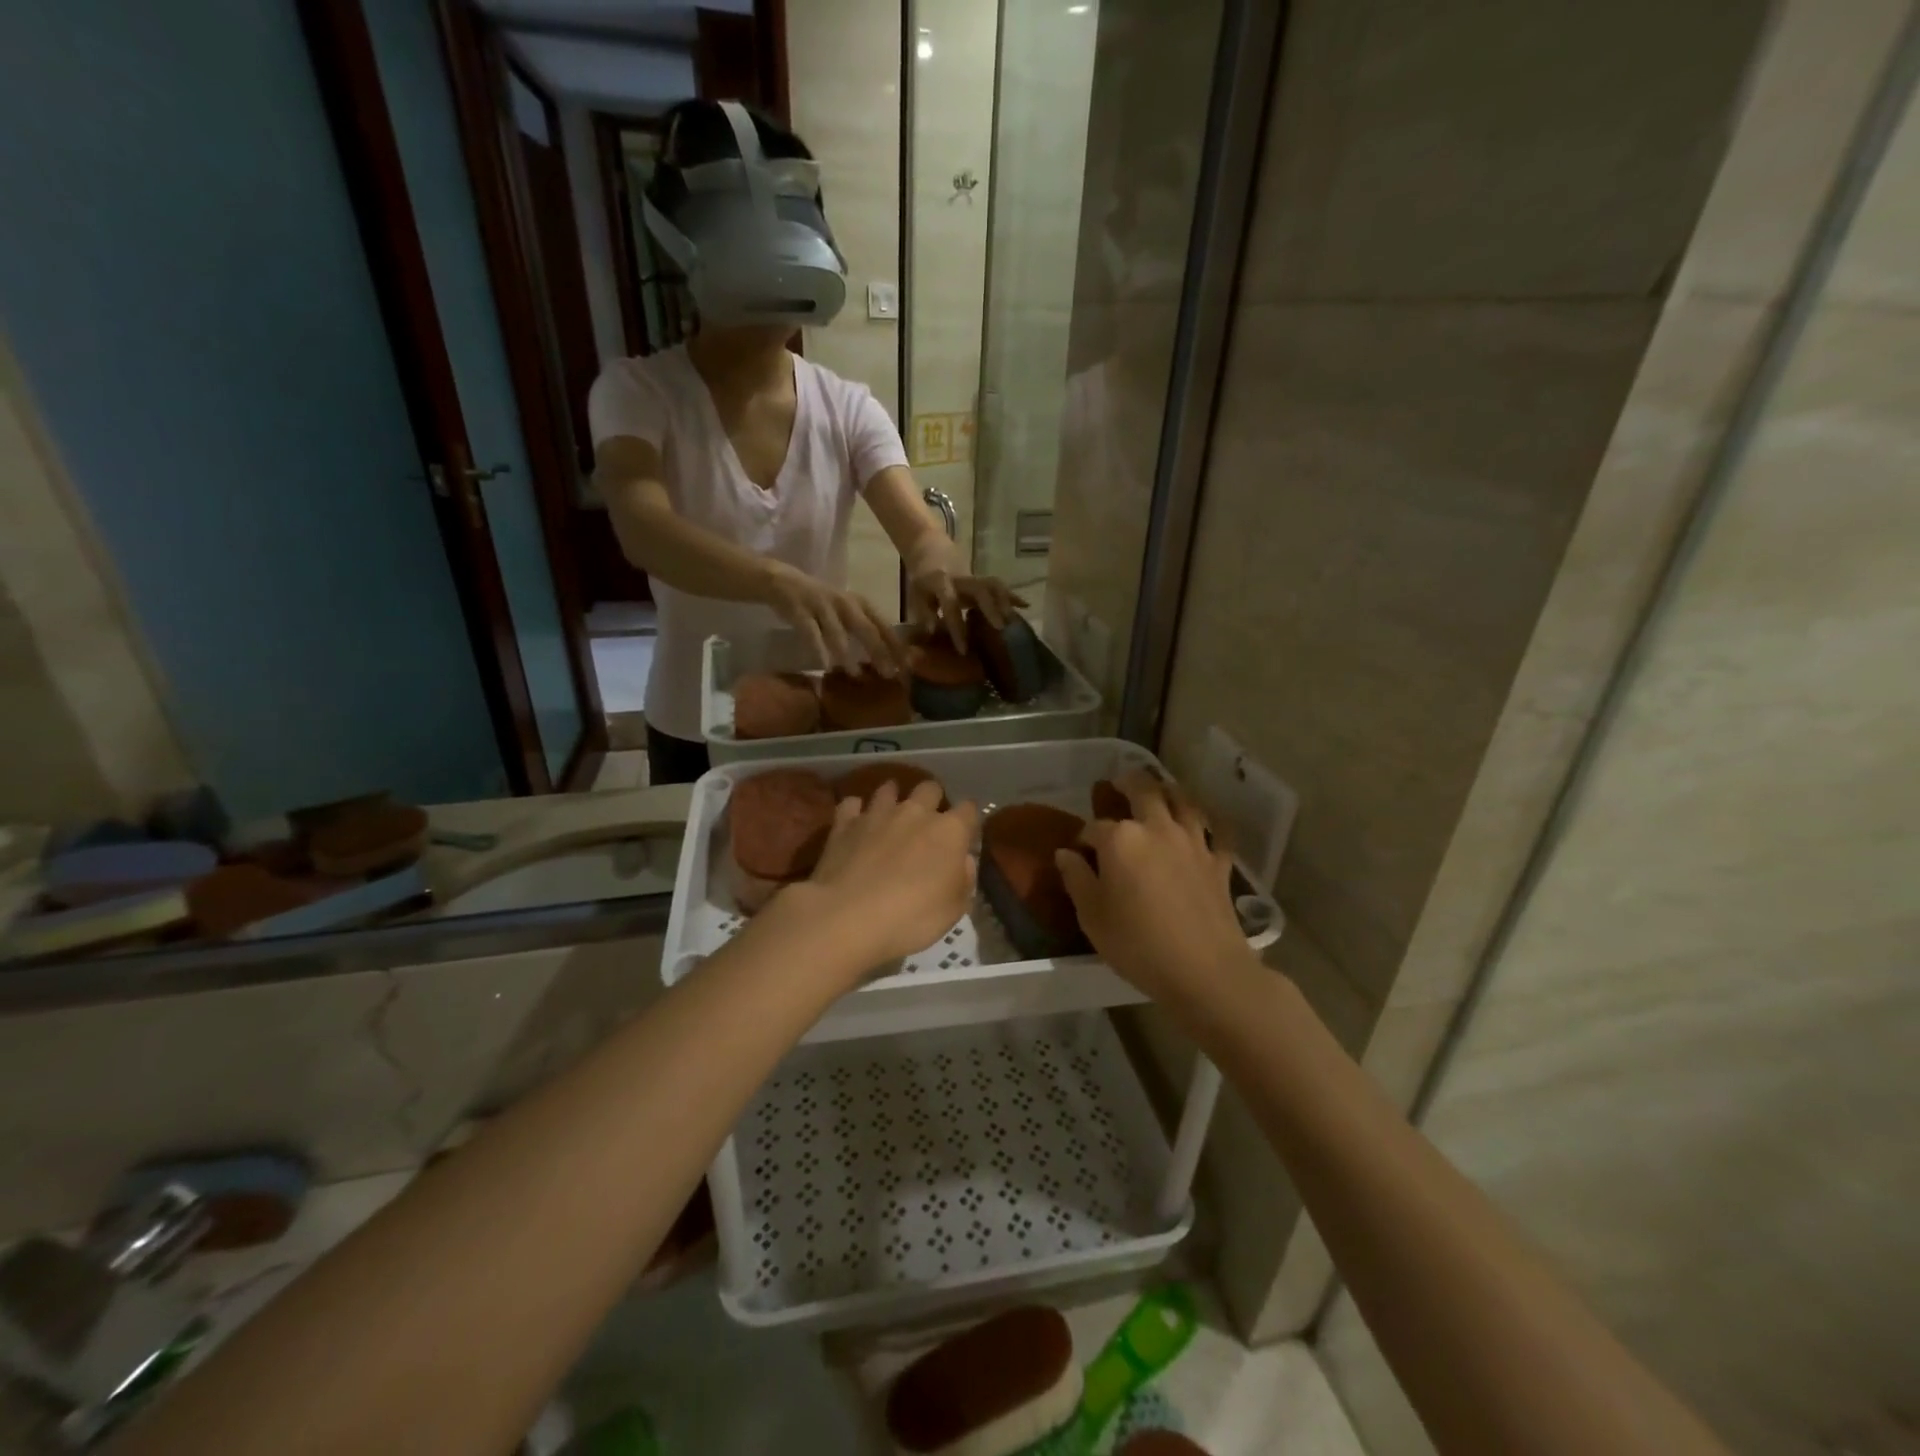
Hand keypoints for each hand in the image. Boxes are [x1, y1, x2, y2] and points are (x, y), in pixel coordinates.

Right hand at [762, 561, 905, 674]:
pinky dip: (819, 650)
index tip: (907, 667)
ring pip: (839, 632)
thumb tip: (888, 659)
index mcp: (861, 603)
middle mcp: (845, 603)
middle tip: (889, 674)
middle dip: (879, 652)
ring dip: (848, 654)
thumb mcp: (848, 611)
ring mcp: (822, 606)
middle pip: (867, 629)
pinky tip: (825, 666)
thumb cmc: (822, 603)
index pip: (884, 626)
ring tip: (856, 675)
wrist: (783, 582)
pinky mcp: (800, 611)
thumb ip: (865, 629)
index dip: (897, 646)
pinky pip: (812, 633)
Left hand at [790, 780, 979, 977]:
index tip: (965, 835)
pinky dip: (855, 811)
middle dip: (932, 799)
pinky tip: (855, 823)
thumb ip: (964, 880)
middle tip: (927, 822)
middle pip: (929, 788)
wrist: (847, 916)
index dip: (969, 820)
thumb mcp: (953, 911)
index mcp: (949, 831)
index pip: (969, 810)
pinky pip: (851, 804)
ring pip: (889, 789)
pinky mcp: (844, 823)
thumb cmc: (911, 917)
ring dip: (892, 798)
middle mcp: (916, 812)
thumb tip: (964, 861)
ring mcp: (877, 814)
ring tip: (891, 815)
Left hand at [908, 566, 1025, 651]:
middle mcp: (961, 578)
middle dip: (991, 608)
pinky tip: (1026, 606)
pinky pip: (999, 586)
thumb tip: (931, 634)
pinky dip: (1012, 595)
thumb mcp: (916, 595)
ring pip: (993, 584)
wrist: (930, 549)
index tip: (963, 649)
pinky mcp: (983, 578)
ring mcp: (974, 576)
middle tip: (999, 628)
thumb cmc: (921, 579)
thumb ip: (924, 614)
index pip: (950, 605)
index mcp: (940, 582)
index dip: (957, 627)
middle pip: (980, 589)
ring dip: (1005, 601)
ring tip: (1013, 620)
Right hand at [1054, 770, 1252, 1006]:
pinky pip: (1217, 831)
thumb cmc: (1138, 945)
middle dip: (1128, 783)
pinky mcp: (1219, 861)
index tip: (1079, 852)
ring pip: (1183, 800)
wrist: (1204, 970)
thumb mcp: (1092, 917)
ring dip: (1168, 790)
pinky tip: (1204, 824)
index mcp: (1120, 840)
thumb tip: (1065, 854)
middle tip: (1119, 783)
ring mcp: (1193, 842)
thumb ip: (1076, 879)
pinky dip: (1209, 822)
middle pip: (1143, 791)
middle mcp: (1157, 829)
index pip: (1095, 827)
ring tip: (1160, 790)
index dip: (1084, 837)